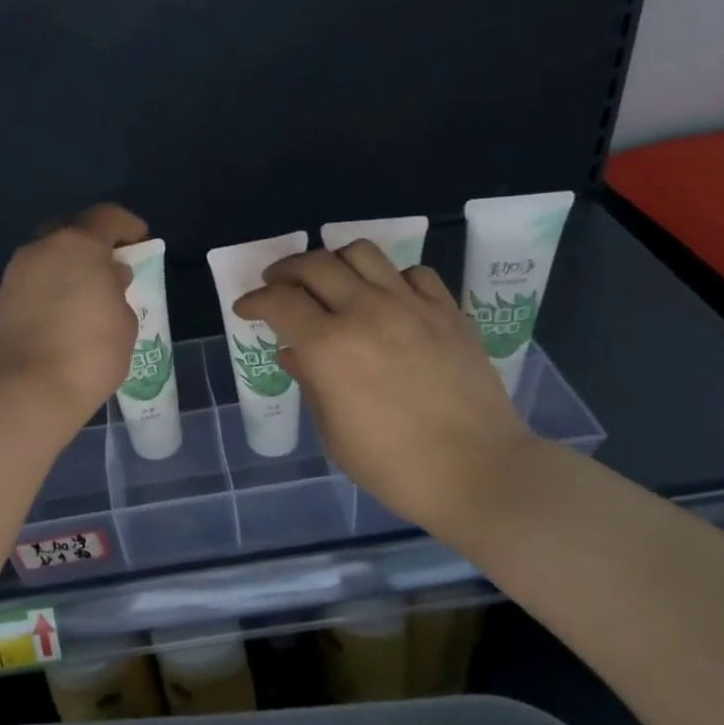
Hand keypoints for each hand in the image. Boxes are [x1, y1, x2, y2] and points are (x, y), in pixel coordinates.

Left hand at [0, 203, 148, 423]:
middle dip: (90, 246)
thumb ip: (117, 290)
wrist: (26, 391)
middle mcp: (40, 250)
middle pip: (69, 233)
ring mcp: (13, 276)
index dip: (127, 226)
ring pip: (45, 261)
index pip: (106, 217)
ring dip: (64, 272)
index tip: (140, 243)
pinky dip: (46, 295)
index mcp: (77, 245)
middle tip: (107, 270)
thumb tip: (107, 279)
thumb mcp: (124, 322)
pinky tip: (57, 322)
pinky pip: (29, 288)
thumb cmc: (89, 353)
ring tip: (82, 301)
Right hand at [235, 241, 534, 529]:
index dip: (254, 300)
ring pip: (362, 253)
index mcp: (329, 347)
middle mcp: (366, 312)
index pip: (279, 302)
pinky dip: (389, 277)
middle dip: (286, 271)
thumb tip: (294, 352)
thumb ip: (310, 382)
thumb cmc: (393, 465)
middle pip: (315, 265)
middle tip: (278, 284)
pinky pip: (411, 272)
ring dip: (334, 262)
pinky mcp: (447, 310)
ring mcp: (411, 306)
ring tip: (329, 281)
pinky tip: (386, 298)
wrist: (477, 471)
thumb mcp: (334, 432)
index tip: (246, 308)